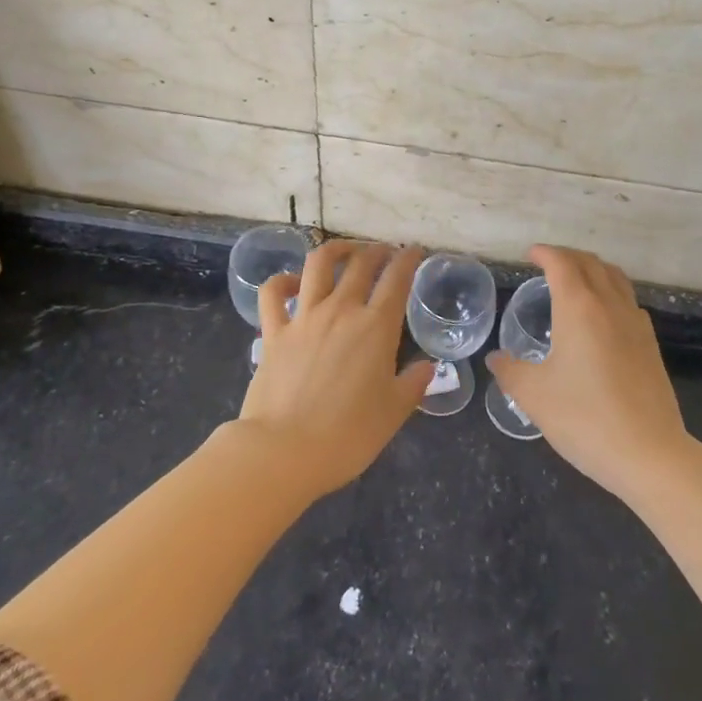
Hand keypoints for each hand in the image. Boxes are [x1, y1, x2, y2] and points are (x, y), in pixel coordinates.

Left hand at [236, 241, 432, 497]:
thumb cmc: (348, 435)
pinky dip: (282, 281)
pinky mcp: (273, 331)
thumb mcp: (393, 413)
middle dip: (376, 250)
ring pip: (318, 264)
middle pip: (361, 263)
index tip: (414, 250)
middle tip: (384, 252)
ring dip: (335, 250)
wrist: (284, 450)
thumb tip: (428, 367)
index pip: (397, 278)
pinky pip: (273, 293)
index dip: (408, 259)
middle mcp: (341, 310)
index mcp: (376, 327)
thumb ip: (413, 384)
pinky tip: (292, 283)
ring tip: (345, 251)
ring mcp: (304, 317)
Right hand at [488, 245, 688, 499]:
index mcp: (578, 308)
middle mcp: (609, 305)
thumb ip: (510, 371)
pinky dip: (611, 293)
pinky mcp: (651, 345)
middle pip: (591, 263)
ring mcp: (635, 324)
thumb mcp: (534, 395)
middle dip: (567, 256)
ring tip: (576, 281)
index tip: (530, 254)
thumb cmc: (584, 418)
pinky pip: (628, 301)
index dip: (544, 253)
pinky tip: (603, 316)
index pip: (561, 263)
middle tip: (547, 263)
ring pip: (615, 278)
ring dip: (593, 269)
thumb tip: (496, 359)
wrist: (649, 454)